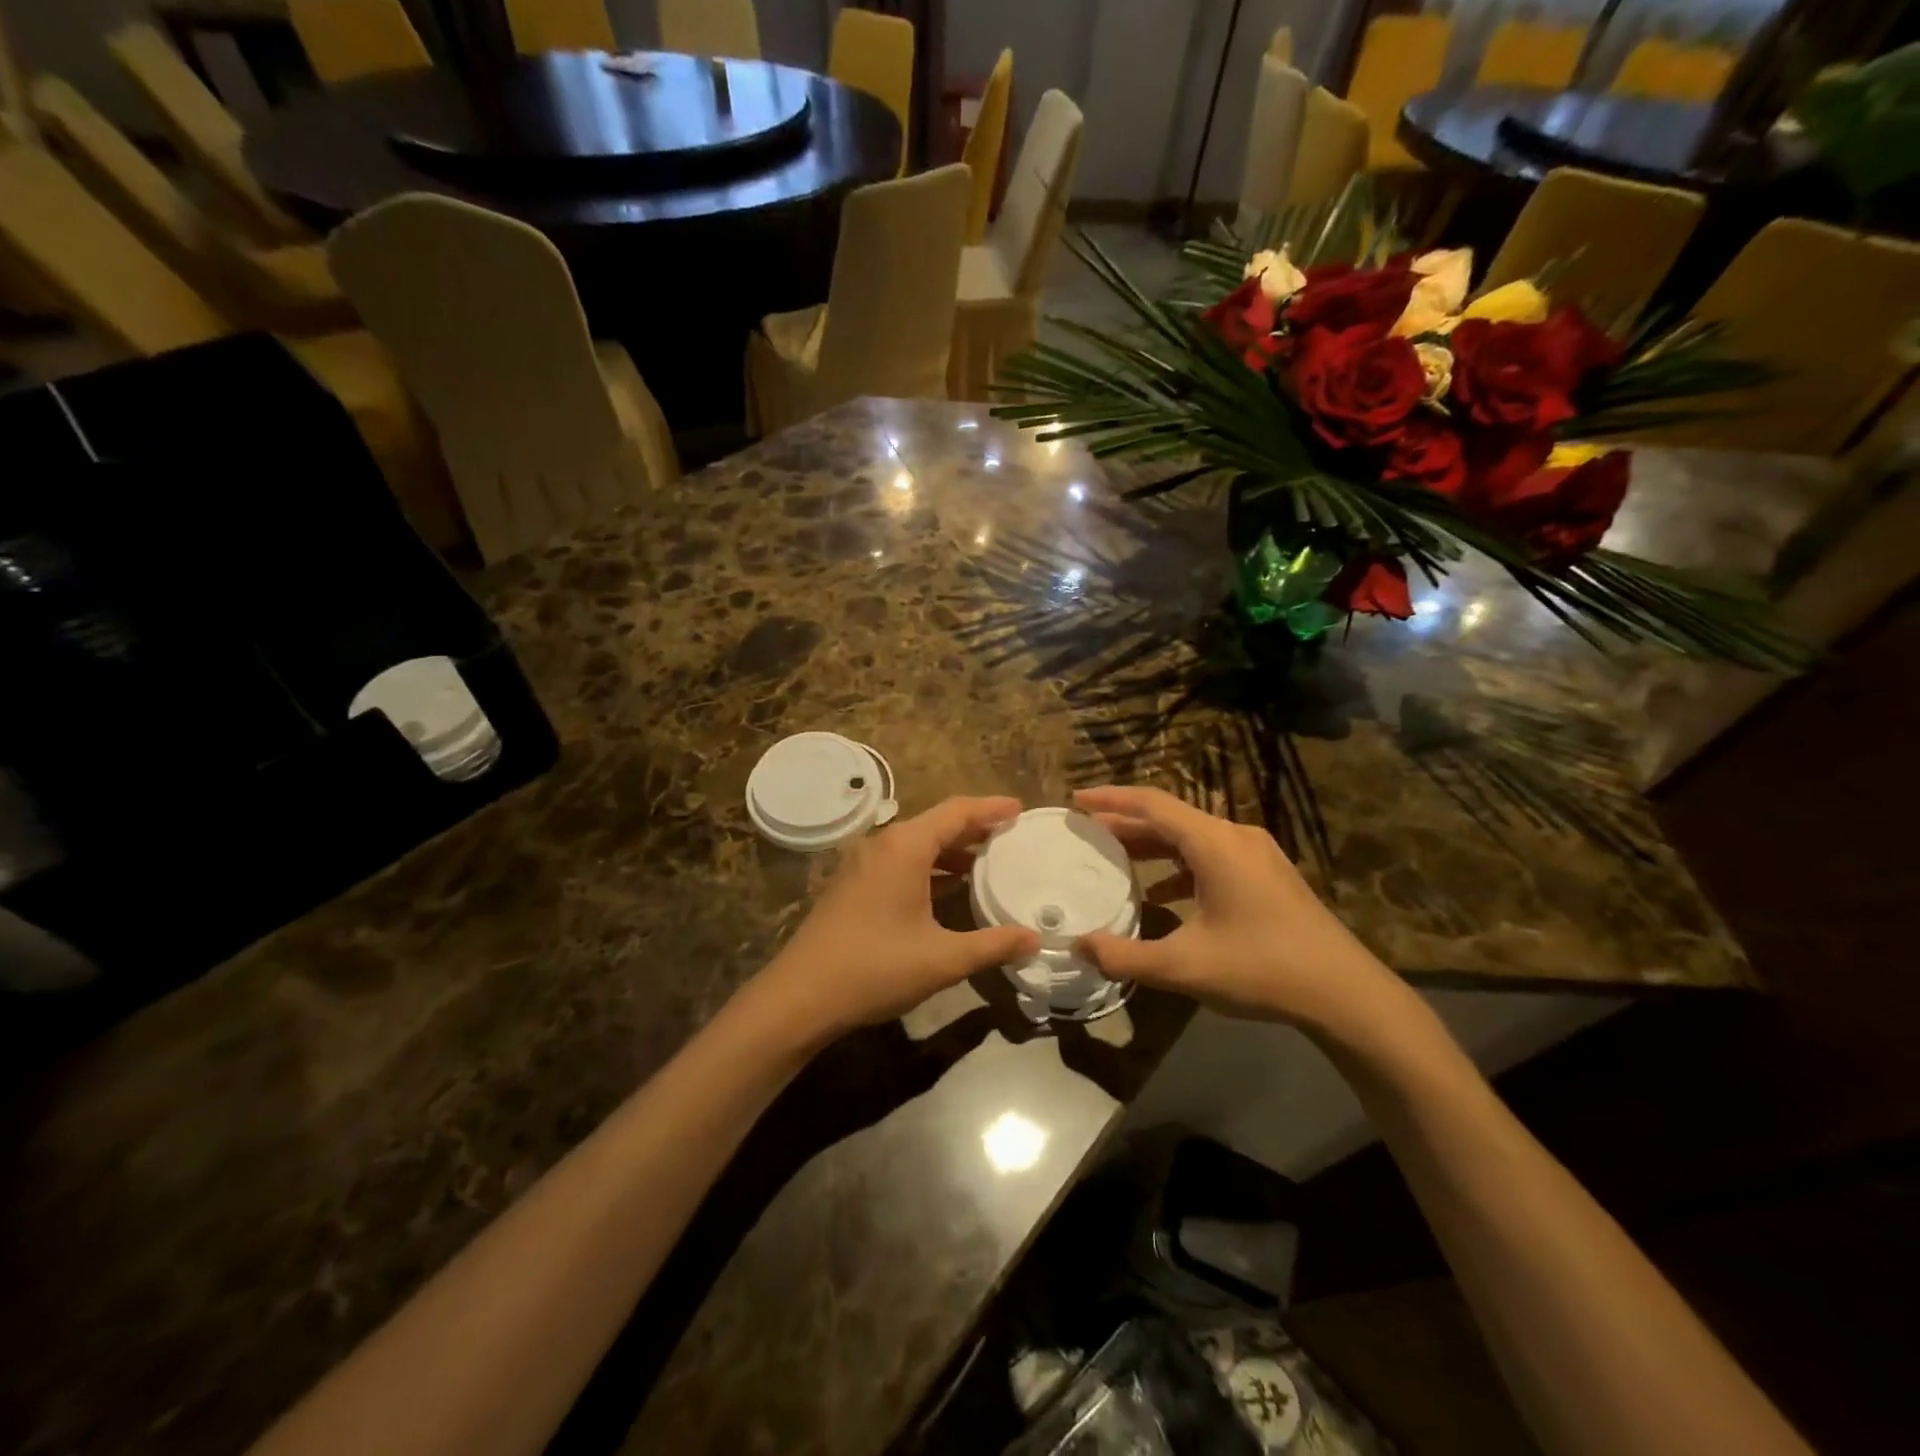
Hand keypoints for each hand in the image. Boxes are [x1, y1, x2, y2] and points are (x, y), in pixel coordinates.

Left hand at [758, 796, 1040, 1039]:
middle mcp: (882, 844)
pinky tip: (949, 887)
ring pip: (916, 844)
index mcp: (905, 847)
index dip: (991, 808)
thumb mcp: (942, 959)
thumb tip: (1034, 940)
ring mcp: (862, 863)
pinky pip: (900, 861)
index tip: (1021, 809)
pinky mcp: (852, 883)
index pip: (957, 812)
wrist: (801, 995)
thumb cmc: (875, 968)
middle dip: (974, 828)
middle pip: (936, 823)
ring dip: (951, 850)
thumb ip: (992, 945)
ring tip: (987, 862)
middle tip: (1011, 835)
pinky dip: (929, 866)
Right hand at [1072, 785, 1403, 1034]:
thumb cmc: (1261, 968)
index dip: (1110, 799)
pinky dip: (1180, 865)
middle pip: (1170, 818)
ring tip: (1116, 858)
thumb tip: (1078, 946)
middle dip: (1126, 823)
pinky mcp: (1269, 874)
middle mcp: (1235, 836)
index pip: (1152, 804)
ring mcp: (1257, 854)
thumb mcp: (1184, 967)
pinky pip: (1212, 855)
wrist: (1345, 993)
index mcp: (1214, 843)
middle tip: (1087, 832)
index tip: (1076, 800)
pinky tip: (1164, 893)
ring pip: (1192, 837)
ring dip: (1153, 845)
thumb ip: (1124, 956)